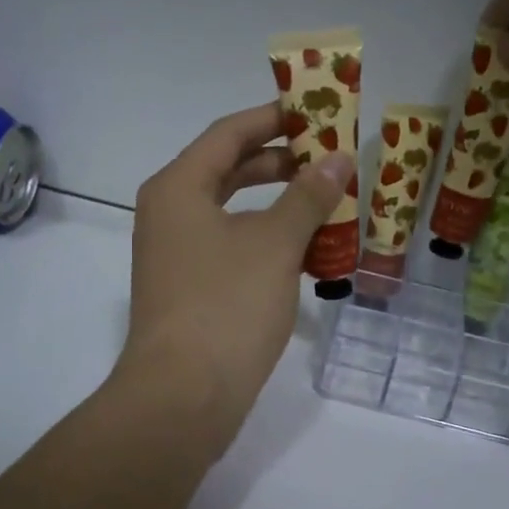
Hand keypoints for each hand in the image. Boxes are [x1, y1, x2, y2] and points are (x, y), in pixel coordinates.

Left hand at [119, 104, 352, 450]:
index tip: (316, 112)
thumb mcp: (275, 244)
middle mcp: (170, 214)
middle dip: (281, 162)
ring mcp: (177, 256)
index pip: (228, 134)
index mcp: (178, 188)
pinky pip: (233, 248)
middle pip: (229, 170)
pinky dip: (269, 242)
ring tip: (328, 202)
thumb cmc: (227, 305)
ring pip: (234, 213)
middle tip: (330, 157)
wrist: (183, 396)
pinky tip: (308, 253)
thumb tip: (338, 159)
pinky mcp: (190, 291)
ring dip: (280, 205)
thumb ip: (308, 196)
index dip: (273, 118)